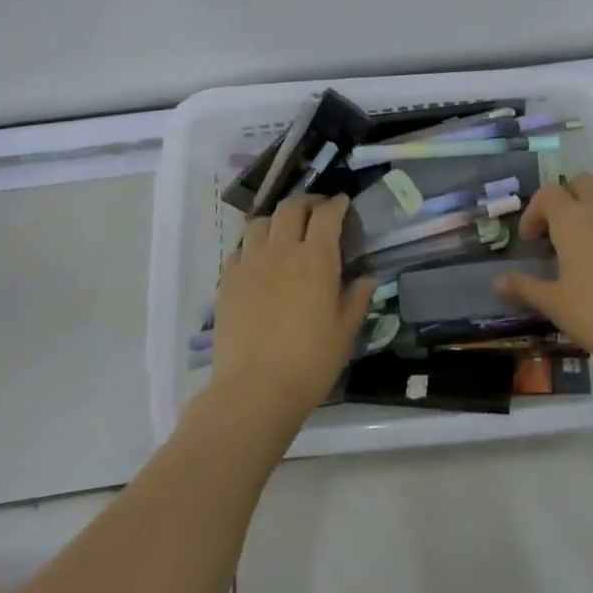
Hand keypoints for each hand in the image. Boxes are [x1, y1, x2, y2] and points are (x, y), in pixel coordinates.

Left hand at [209, 195, 374, 428]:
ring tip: (283, 232)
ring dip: (276, 220)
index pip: (327, 215)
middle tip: (315, 211)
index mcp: (316, 258)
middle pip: (290, 208)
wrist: (254, 389)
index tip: (343, 203)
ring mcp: (250, 263)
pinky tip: (258, 262)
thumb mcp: (345, 332)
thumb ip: (357, 298)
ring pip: (260, 222)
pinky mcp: (227, 281)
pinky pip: (239, 250)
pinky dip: (252, 246)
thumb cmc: (310, 362)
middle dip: (306, 202)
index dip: (337, 204)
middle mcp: (282, 250)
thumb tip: (366, 278)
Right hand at [497, 174, 592, 379]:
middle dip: (564, 199)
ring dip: (592, 201)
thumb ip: (524, 288)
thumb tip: (497, 282)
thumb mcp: (554, 303)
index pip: (548, 194)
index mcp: (572, 220)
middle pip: (580, 182)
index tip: (530, 241)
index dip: (534, 212)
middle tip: (556, 232)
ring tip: (585, 234)